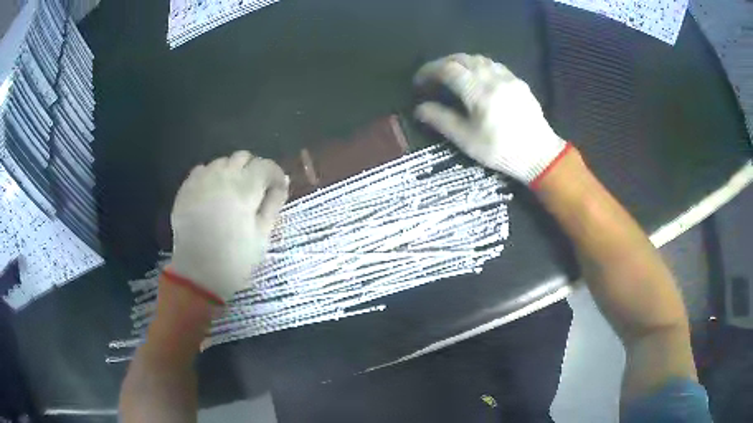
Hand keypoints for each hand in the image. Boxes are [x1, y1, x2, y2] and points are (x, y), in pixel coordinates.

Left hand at [168, 151, 288, 302]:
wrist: (198, 274)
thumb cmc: (235, 259)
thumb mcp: (262, 235)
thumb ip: (274, 204)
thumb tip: (283, 182)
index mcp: (245, 189)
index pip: (265, 166)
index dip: (275, 174)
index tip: (277, 188)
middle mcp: (222, 177)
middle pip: (243, 157)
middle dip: (253, 169)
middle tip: (254, 191)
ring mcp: (201, 180)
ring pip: (222, 161)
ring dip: (232, 171)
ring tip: (232, 192)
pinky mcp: (186, 188)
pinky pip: (202, 170)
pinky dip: (211, 176)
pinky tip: (212, 194)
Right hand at [414, 54, 567, 184]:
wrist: (539, 155)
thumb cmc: (501, 151)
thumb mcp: (467, 140)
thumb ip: (441, 120)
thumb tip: (419, 109)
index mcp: (479, 92)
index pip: (447, 70)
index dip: (429, 71)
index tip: (419, 82)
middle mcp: (493, 78)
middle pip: (462, 59)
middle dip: (442, 64)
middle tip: (433, 77)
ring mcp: (508, 77)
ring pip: (479, 59)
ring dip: (460, 63)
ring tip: (452, 76)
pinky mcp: (518, 82)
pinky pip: (494, 65)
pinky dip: (478, 66)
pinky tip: (477, 78)